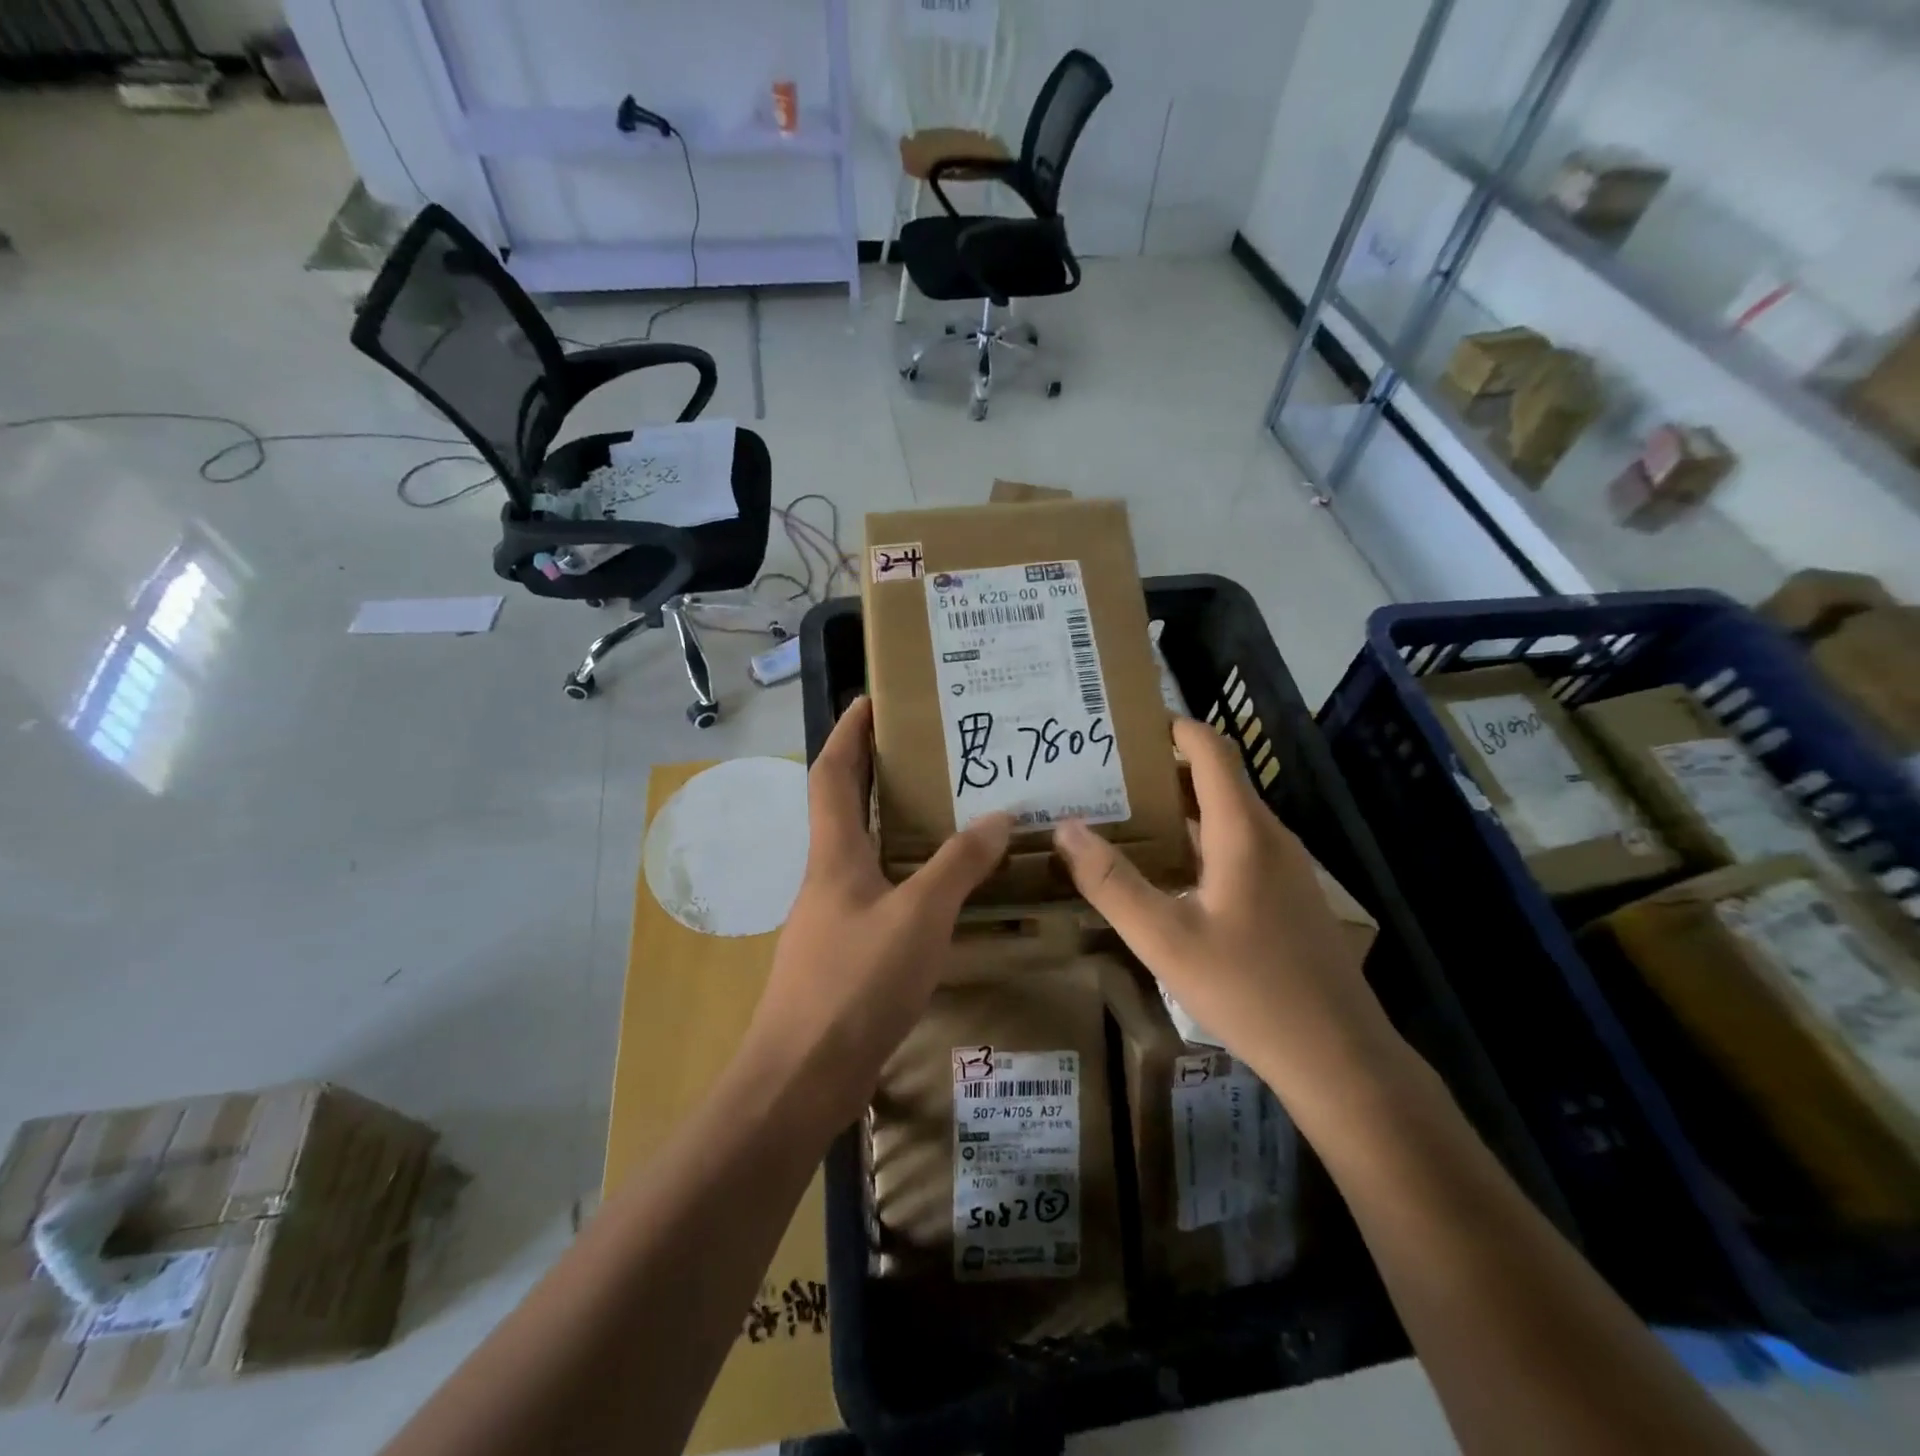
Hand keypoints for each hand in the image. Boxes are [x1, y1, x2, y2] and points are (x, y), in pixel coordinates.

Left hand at [743, 697, 1012, 1128]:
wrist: (803, 1076)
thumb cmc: (856, 982)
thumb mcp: (919, 916)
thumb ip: (958, 865)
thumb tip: (999, 816)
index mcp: (834, 853)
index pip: (833, 773)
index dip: (849, 732)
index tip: (870, 698)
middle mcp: (827, 875)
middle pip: (843, 806)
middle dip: (873, 769)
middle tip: (924, 748)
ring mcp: (831, 916)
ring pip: (862, 851)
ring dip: (892, 823)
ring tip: (943, 809)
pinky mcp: (843, 953)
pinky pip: (877, 892)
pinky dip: (904, 874)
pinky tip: (938, 889)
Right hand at [1051, 717, 1407, 1118]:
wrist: (1337, 1055)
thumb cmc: (1249, 989)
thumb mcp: (1164, 938)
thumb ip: (1111, 882)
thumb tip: (1067, 828)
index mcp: (1242, 830)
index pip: (1210, 749)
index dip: (1170, 726)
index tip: (1122, 724)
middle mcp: (1268, 835)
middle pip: (1214, 778)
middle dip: (1160, 768)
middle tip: (1102, 773)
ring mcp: (1283, 865)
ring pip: (1224, 814)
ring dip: (1176, 806)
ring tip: (1121, 814)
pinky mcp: (1285, 894)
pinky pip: (1235, 844)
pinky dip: (1195, 838)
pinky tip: (1162, 868)